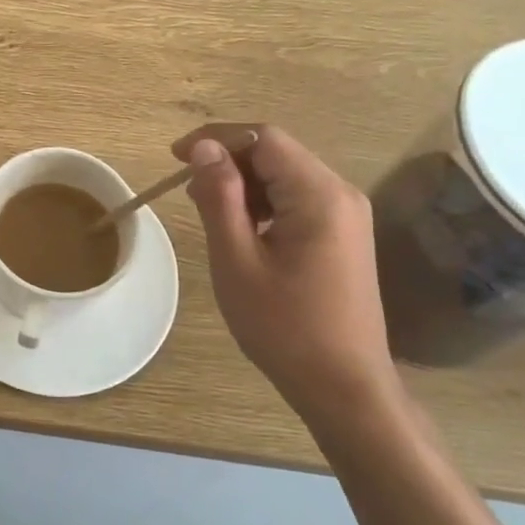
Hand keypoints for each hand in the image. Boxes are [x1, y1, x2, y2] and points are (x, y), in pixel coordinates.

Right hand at [173, 124, 398, 430]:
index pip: (263, 137)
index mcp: (319, 194)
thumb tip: (204, 148)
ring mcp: (347, 215)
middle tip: (188, 192)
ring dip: (245, 184)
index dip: (216, 138)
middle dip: (229, 162)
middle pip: (277, 153)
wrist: (344, 387)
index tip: (177, 159)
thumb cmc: (284, 326)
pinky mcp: (344, 235)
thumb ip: (219, 196)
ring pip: (286, 176)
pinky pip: (298, 200)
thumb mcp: (237, 259)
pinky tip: (243, 231)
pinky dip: (265, 204)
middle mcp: (340, 193)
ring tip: (210, 213)